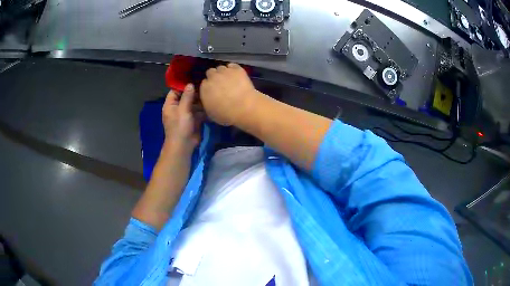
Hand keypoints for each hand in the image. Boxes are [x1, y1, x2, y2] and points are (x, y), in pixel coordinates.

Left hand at [162, 84, 203, 153]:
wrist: (184, 145)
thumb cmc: (180, 126)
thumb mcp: (183, 110)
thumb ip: (187, 96)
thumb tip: (190, 84)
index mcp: (170, 105)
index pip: (175, 91)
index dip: (183, 85)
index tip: (193, 79)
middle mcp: (177, 108)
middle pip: (185, 96)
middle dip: (194, 92)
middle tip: (204, 84)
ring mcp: (186, 114)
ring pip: (193, 103)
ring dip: (200, 100)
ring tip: (209, 91)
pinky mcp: (193, 120)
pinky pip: (198, 111)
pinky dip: (203, 108)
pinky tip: (211, 102)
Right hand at [200, 63, 260, 125]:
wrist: (244, 107)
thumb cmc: (226, 114)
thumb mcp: (211, 113)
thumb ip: (207, 103)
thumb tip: (208, 100)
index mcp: (204, 88)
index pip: (204, 83)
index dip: (209, 86)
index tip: (214, 90)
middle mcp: (212, 77)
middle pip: (210, 72)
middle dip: (214, 77)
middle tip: (221, 84)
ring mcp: (225, 71)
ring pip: (221, 68)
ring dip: (223, 72)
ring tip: (229, 79)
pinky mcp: (237, 69)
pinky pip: (232, 65)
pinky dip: (233, 69)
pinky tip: (237, 75)